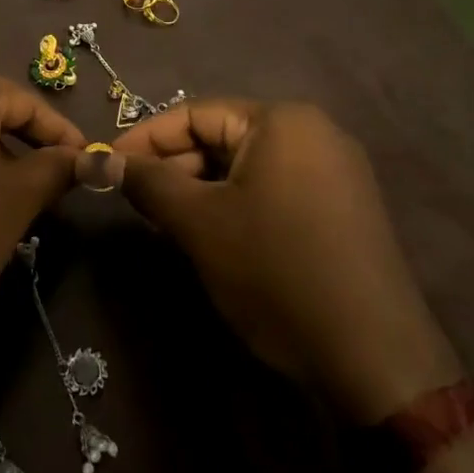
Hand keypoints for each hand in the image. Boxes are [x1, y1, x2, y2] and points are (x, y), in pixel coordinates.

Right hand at [112, 99, 460, 421]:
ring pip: (246, 167)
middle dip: (174, 167)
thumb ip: (147, 183)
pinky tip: (213, 237)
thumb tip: (98, 161)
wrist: (375, 359)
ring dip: (201, 189)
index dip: (144, 139)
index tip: (107, 166)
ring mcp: (335, 171)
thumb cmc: (277, 272)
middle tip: (134, 202)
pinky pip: (274, 189)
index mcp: (282, 120)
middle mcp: (313, 132)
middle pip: (222, 137)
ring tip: (166, 223)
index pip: (194, 113)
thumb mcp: (200, 224)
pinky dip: (236, 205)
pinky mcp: (343, 209)